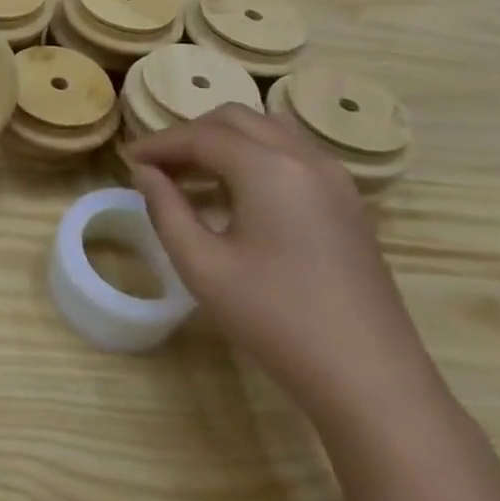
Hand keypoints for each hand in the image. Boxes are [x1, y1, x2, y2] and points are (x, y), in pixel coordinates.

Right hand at [128, 104, 441, 427]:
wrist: (371, 381)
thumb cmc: (276, 320)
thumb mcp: (202, 266)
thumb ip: (165, 209)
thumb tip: (146, 173)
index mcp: (268, 168)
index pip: (200, 136)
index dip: (159, 144)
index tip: (128, 159)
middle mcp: (304, 157)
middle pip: (235, 119)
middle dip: (191, 135)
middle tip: (159, 167)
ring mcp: (335, 178)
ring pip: (268, 129)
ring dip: (225, 140)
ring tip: (195, 174)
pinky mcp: (349, 202)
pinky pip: (293, 153)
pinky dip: (256, 155)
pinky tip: (238, 194)